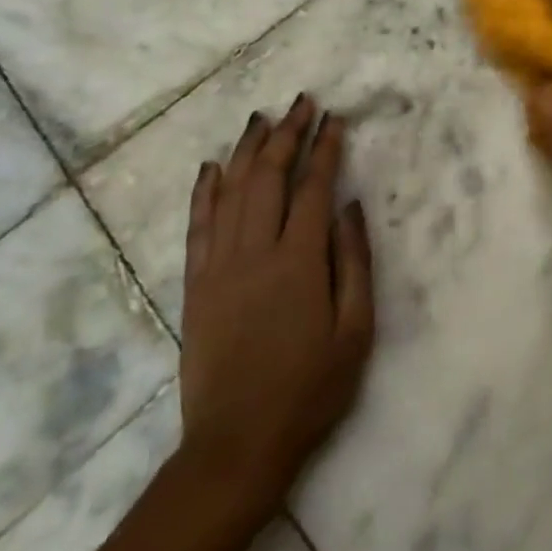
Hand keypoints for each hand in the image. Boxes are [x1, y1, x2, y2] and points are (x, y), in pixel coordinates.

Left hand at [177, 95, 374, 519]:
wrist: (236, 447)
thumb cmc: (309, 390)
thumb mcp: (355, 331)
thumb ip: (355, 262)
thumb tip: (350, 206)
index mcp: (299, 262)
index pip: (313, 187)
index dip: (325, 148)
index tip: (336, 119)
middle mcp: (255, 252)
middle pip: (268, 176)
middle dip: (287, 134)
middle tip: (301, 103)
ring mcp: (219, 266)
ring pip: (231, 191)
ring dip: (246, 149)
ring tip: (261, 117)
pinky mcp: (196, 285)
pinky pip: (198, 225)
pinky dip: (204, 191)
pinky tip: (211, 166)